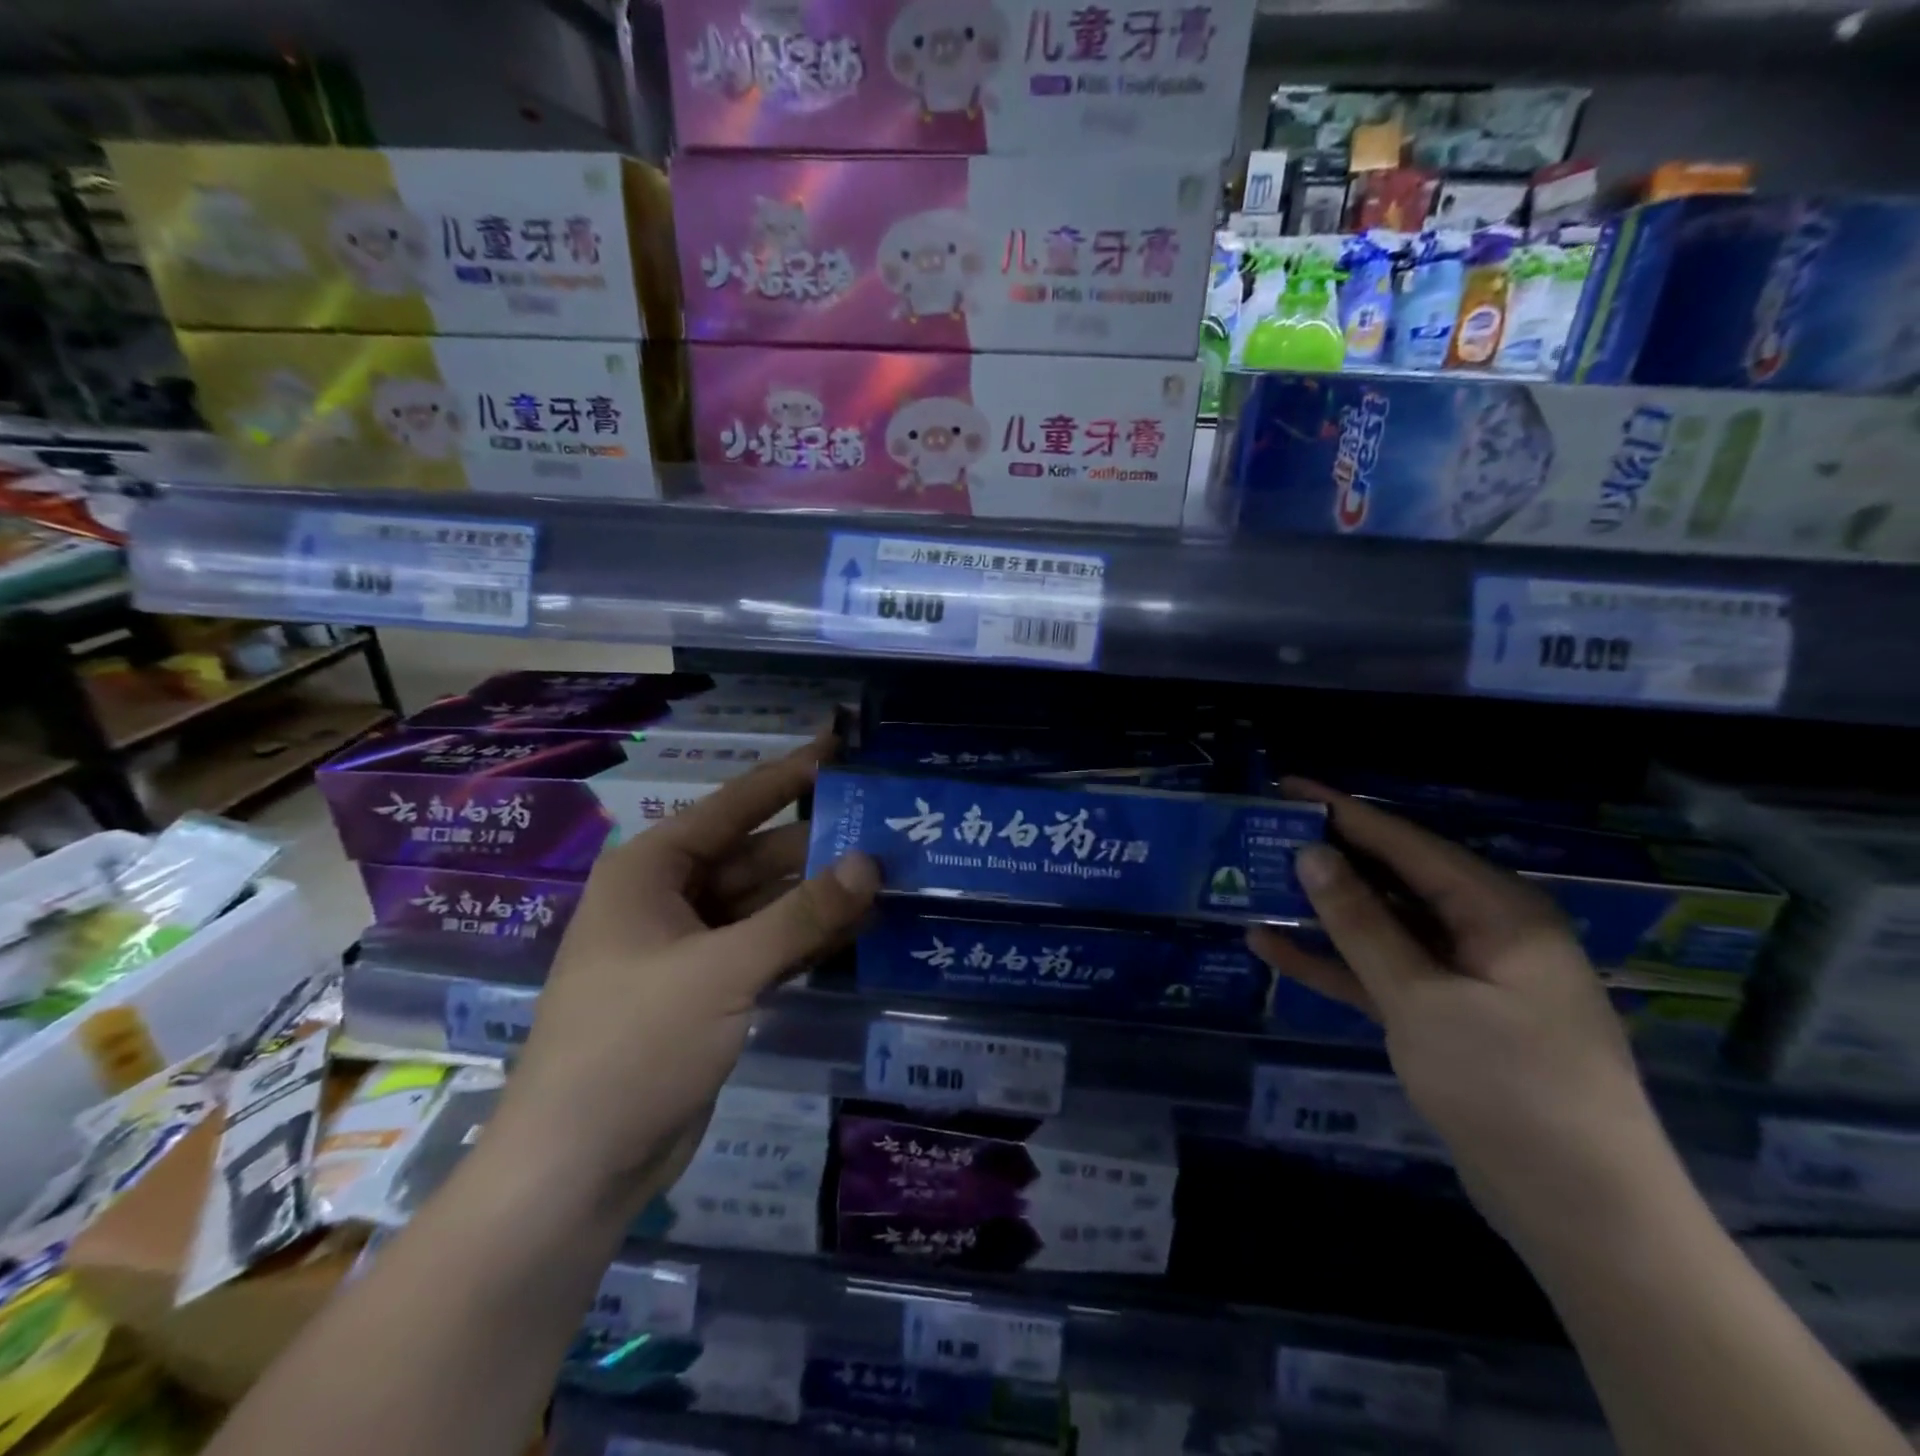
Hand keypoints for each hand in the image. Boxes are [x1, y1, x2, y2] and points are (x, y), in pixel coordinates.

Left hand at [490, 740, 879, 1218]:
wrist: (578, 1169)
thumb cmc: (634, 1045)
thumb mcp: (723, 971)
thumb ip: (801, 914)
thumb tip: (870, 862)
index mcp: (651, 870)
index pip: (733, 805)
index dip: (789, 776)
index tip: (841, 749)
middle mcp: (670, 898)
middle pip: (757, 856)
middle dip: (818, 845)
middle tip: (887, 828)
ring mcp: (692, 947)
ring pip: (768, 904)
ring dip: (820, 894)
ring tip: (889, 874)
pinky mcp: (711, 990)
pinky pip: (768, 946)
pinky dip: (807, 938)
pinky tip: (860, 927)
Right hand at [1248, 779, 1676, 1244]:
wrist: (1583, 1216)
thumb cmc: (1510, 1089)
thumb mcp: (1422, 999)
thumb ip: (1362, 923)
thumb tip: (1311, 855)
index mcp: (1499, 912)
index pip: (1407, 844)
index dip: (1342, 813)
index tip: (1287, 787)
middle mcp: (1484, 933)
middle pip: (1393, 881)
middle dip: (1328, 860)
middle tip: (1261, 836)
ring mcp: (1463, 978)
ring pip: (1381, 927)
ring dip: (1322, 913)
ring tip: (1256, 885)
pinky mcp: (1444, 1018)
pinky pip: (1381, 974)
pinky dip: (1334, 963)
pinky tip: (1273, 949)